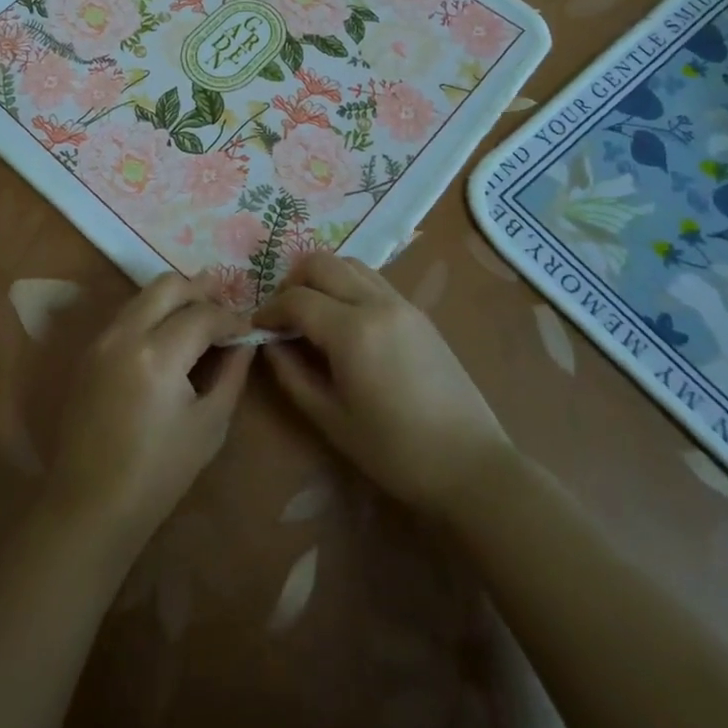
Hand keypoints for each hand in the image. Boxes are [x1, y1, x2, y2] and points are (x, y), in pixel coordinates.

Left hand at [43, 272, 255, 556]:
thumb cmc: (158, 474)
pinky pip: (127, 314)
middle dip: (201, 291)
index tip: (248, 329)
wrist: (90, 505)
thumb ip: (231, 374)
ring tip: (200, 318)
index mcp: (158, 354)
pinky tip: (169, 336)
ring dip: (174, 298)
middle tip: (225, 308)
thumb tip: (244, 342)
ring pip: (144, 294)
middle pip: (168, 285)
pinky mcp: (89, 351)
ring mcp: (102, 339)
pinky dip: (152, 313)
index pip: (203, 314)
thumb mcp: (209, 426)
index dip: (232, 318)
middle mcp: (125, 333)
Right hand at [253, 254, 510, 519]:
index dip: (270, 310)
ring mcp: (401, 302)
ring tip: (313, 313)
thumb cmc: (394, 451)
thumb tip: (269, 343)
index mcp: (352, 331)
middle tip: (283, 316)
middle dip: (293, 282)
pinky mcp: (417, 311)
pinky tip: (345, 319)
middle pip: (320, 263)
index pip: (296, 299)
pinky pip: (372, 279)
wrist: (470, 464)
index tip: (257, 328)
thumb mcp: (331, 419)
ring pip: (349, 263)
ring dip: (323, 277)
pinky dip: (348, 284)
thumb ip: (292, 375)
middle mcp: (376, 302)